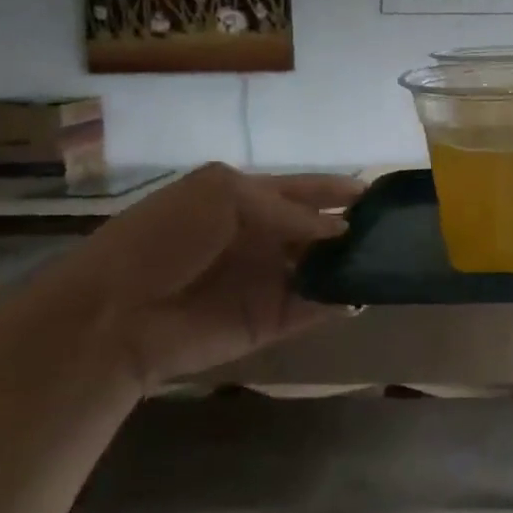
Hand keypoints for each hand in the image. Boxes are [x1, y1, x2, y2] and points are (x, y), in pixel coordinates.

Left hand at [21, 163, 364, 392]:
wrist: (116, 313)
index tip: (377, 193)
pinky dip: (341, 302)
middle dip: (353, 228)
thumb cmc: (165, 237)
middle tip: (396, 229)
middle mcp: (261, 238)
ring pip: (322, 269)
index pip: (303, 190)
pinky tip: (367, 293)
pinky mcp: (270, 321)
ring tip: (392, 259)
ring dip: (352, 265)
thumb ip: (285, 207)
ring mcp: (267, 281)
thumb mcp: (222, 195)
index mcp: (245, 199)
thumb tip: (338, 229)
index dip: (337, 190)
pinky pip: (315, 309)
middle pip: (318, 230)